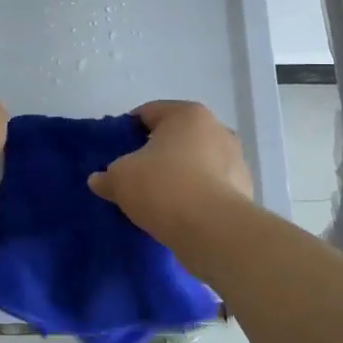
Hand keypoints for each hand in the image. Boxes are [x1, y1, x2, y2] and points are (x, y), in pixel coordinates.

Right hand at [88, 100, 253, 238]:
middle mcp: (217, 129)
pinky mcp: (244, 191)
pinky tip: (179, 214)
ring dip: (178, 175)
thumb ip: (107, 175)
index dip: (128, 130)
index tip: (115, 151)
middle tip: (134, 175)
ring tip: (157, 199)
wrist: (213, 230)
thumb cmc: (163, 187)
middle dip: (156, 153)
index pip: (149, 112)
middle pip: (176, 137)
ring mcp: (235, 160)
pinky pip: (210, 187)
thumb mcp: (121, 178)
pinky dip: (195, 195)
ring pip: (196, 162)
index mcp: (187, 114)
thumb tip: (98, 180)